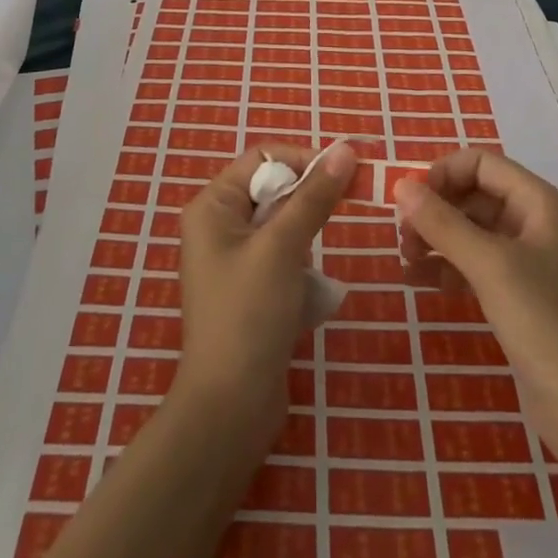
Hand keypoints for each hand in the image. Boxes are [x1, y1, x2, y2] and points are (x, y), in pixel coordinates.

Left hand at [175, 140, 357, 441]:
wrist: (230, 408)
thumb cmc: (249, 314)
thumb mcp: (283, 247)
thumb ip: (314, 196)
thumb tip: (345, 149)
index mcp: (213, 206)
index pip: (262, 158)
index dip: (302, 161)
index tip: (342, 177)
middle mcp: (218, 225)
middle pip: (273, 189)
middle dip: (306, 204)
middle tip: (332, 223)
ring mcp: (232, 259)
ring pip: (282, 225)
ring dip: (304, 240)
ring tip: (306, 273)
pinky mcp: (249, 288)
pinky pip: (282, 257)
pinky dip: (300, 267)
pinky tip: (306, 295)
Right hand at [395, 148, 557, 468]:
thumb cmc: (545, 325)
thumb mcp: (489, 266)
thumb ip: (442, 223)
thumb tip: (401, 185)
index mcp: (539, 203)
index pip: (481, 163)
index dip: (442, 173)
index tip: (408, 200)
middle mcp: (535, 223)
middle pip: (474, 195)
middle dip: (436, 209)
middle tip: (402, 236)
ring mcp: (528, 262)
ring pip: (472, 230)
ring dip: (437, 238)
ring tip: (405, 260)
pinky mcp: (520, 297)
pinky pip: (476, 265)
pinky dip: (447, 267)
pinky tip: (420, 282)